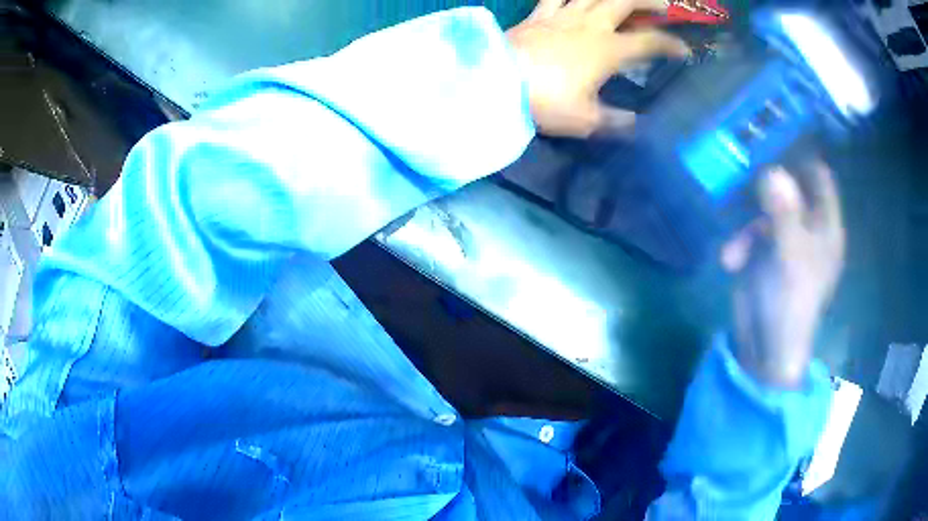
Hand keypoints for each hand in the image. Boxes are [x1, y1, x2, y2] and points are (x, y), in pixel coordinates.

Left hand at [507, 0, 688, 137]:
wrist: (497, 83)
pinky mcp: (538, 15)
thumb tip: (637, 124)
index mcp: (607, 51)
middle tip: (663, 5)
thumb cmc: (546, 102)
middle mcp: (589, 25)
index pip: (649, 43)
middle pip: (624, 1)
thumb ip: (615, 121)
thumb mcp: (586, 121)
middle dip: (649, 1)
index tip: (685, 50)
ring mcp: (562, 15)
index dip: (671, 45)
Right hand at [721, 164, 845, 388]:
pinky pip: (750, 232)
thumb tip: (773, 170)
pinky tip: (729, 262)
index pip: (821, 179)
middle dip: (768, 185)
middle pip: (791, 188)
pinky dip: (739, 243)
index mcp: (826, 228)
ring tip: (734, 250)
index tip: (778, 139)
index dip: (804, 157)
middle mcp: (809, 228)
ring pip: (765, 209)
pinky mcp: (765, 254)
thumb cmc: (791, 307)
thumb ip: (784, 215)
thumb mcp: (790, 259)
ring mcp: (786, 240)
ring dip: (746, 225)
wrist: (766, 351)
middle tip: (744, 171)